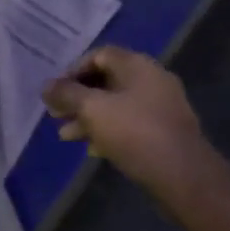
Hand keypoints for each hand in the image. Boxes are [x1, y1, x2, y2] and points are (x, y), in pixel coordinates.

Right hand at [43, 47, 206, 188]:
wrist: (183, 175)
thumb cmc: (135, 132)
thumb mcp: (93, 109)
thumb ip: (66, 94)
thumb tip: (46, 86)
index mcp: (137, 65)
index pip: (98, 55)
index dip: (72, 70)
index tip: (55, 91)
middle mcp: (152, 80)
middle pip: (106, 81)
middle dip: (78, 97)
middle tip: (56, 114)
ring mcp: (161, 106)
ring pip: (116, 105)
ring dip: (89, 117)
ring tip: (66, 136)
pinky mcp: (164, 132)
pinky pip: (129, 124)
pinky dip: (108, 131)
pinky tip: (91, 149)